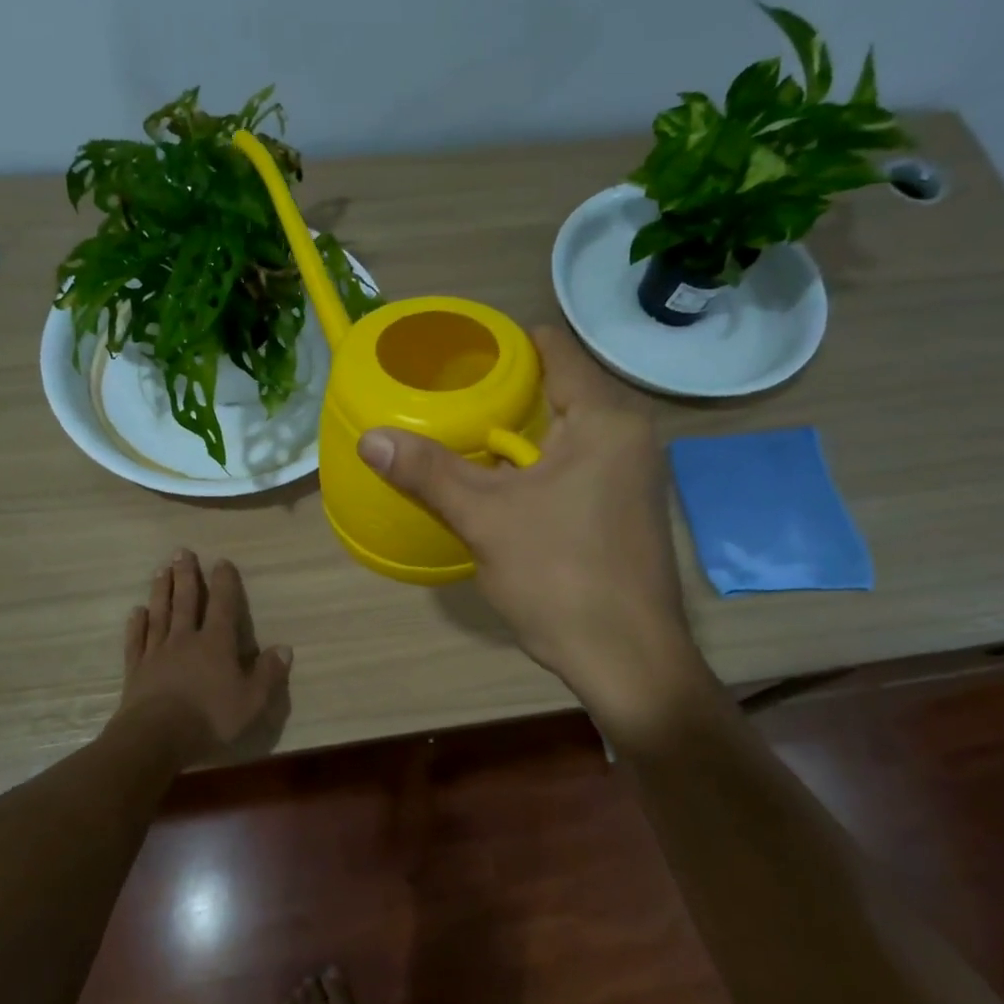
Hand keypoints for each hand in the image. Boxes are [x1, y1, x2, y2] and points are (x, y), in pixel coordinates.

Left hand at [112, 549, 292, 766]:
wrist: (155, 737)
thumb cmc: (209, 718)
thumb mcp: (251, 701)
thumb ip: (268, 673)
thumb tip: (284, 648)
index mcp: (216, 643)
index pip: (222, 605)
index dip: (224, 583)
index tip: (221, 561)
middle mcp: (185, 639)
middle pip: (185, 601)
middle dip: (185, 575)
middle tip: (181, 551)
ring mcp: (157, 652)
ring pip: (160, 614)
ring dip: (160, 591)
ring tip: (160, 570)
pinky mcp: (136, 669)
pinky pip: (137, 641)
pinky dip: (137, 624)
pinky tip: (136, 612)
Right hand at [358, 326, 705, 732]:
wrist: (627, 659)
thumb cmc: (560, 578)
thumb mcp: (485, 519)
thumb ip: (429, 472)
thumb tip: (370, 438)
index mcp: (605, 419)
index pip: (554, 350)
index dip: (504, 344)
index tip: (457, 353)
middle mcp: (629, 435)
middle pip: (560, 388)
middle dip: (505, 390)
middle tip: (448, 395)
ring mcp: (633, 473)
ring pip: (568, 431)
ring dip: (520, 431)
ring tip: (464, 432)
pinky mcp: (626, 507)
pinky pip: (577, 463)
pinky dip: (539, 462)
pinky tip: (501, 481)